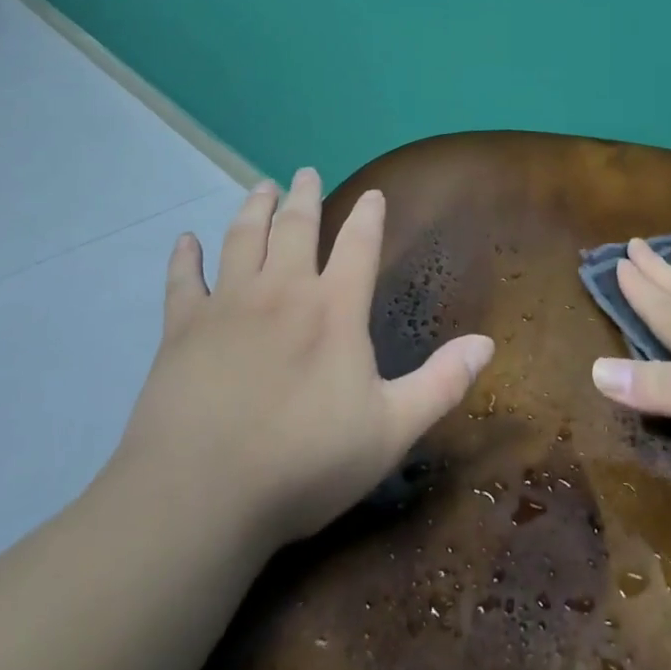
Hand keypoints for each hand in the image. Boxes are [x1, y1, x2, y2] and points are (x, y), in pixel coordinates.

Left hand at [114, 169, 494, 545]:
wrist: (201, 496)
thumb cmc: (304, 463)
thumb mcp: (390, 431)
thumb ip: (441, 383)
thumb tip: (488, 342)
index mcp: (334, 309)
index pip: (359, 244)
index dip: (369, 215)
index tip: (373, 193)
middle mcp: (282, 291)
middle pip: (295, 227)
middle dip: (304, 196)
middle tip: (304, 173)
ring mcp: (228, 305)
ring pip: (242, 238)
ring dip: (253, 208)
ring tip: (261, 187)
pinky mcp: (182, 328)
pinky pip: (183, 281)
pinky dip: (185, 257)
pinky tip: (185, 240)